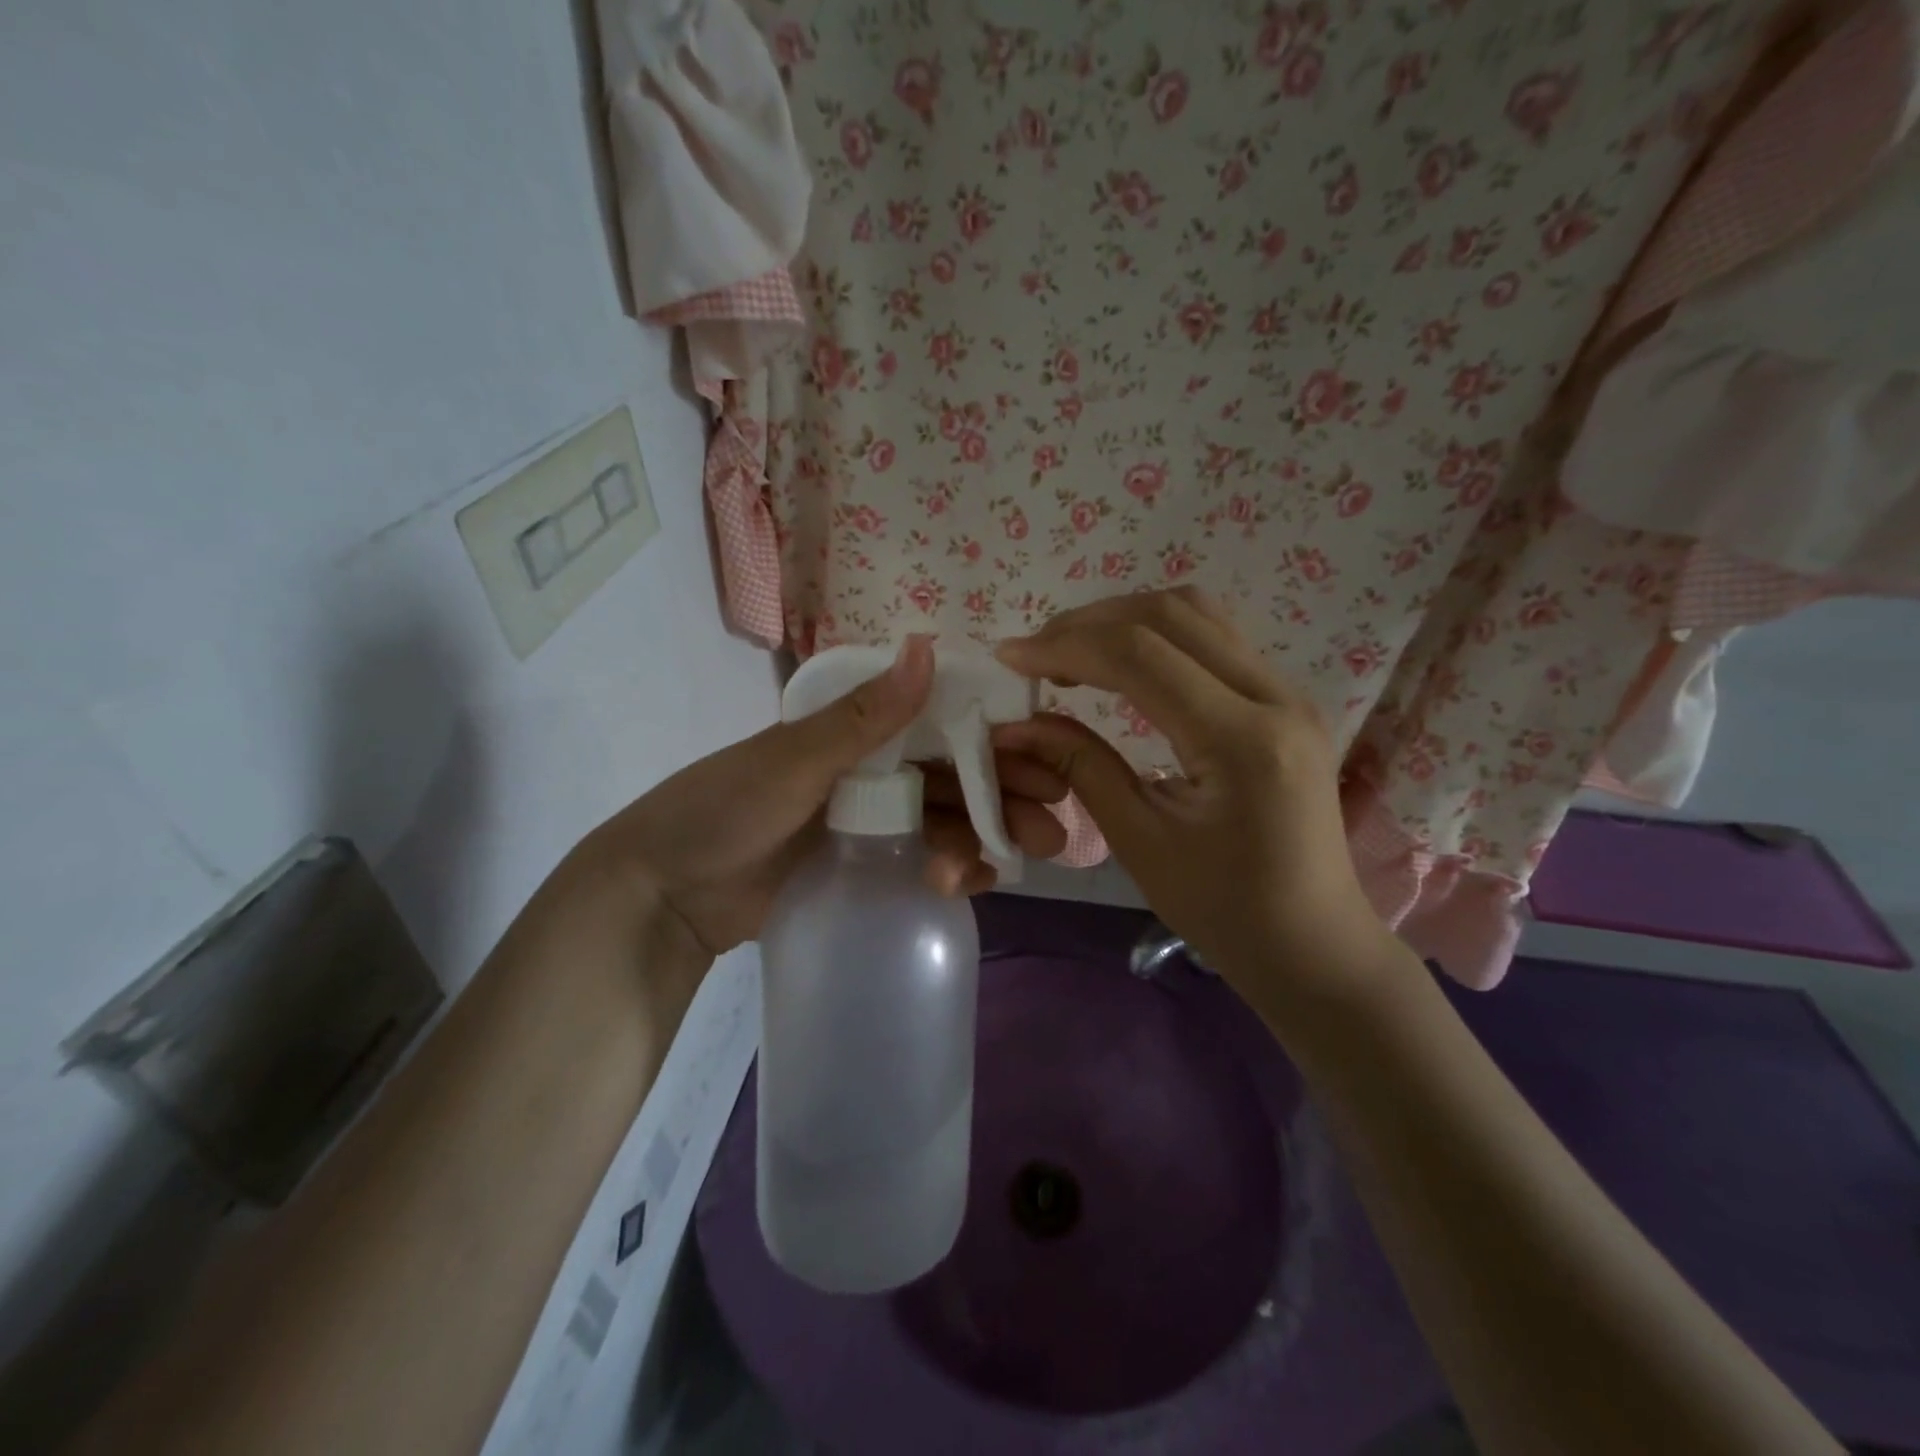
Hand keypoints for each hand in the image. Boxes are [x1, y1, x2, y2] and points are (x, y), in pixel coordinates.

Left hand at [584, 636, 1068, 955]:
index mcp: (858, 733)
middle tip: (1053, 828)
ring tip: (1014, 863)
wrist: (667, 892)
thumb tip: (929, 645)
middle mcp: (873, 771)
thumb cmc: (725, 809)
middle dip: (1006, 797)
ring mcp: (871, 823)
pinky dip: (950, 870)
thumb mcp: (795, 759)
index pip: (941, 727)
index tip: (1045, 759)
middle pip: (955, 779)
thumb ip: (866, 716)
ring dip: (982, 839)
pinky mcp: (866, 867)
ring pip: (945, 823)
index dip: (995, 741)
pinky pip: (921, 863)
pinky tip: (965, 883)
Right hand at [994, 589, 1397, 1004]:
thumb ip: (1081, 767)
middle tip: (1035, 653)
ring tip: (1071, 652)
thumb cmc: (1224, 910)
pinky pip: (1213, 640)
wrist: (1313, 944)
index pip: (1139, 656)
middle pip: (1169, 615)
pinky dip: (1156, 637)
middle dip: (1090, 623)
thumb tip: (1019, 723)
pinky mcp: (1284, 701)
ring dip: (1124, 620)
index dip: (1065, 646)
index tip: (1009, 657)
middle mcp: (1275, 697)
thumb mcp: (1140, 843)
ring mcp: (1288, 693)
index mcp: (1241, 741)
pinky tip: (1120, 666)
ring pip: (1197, 614)